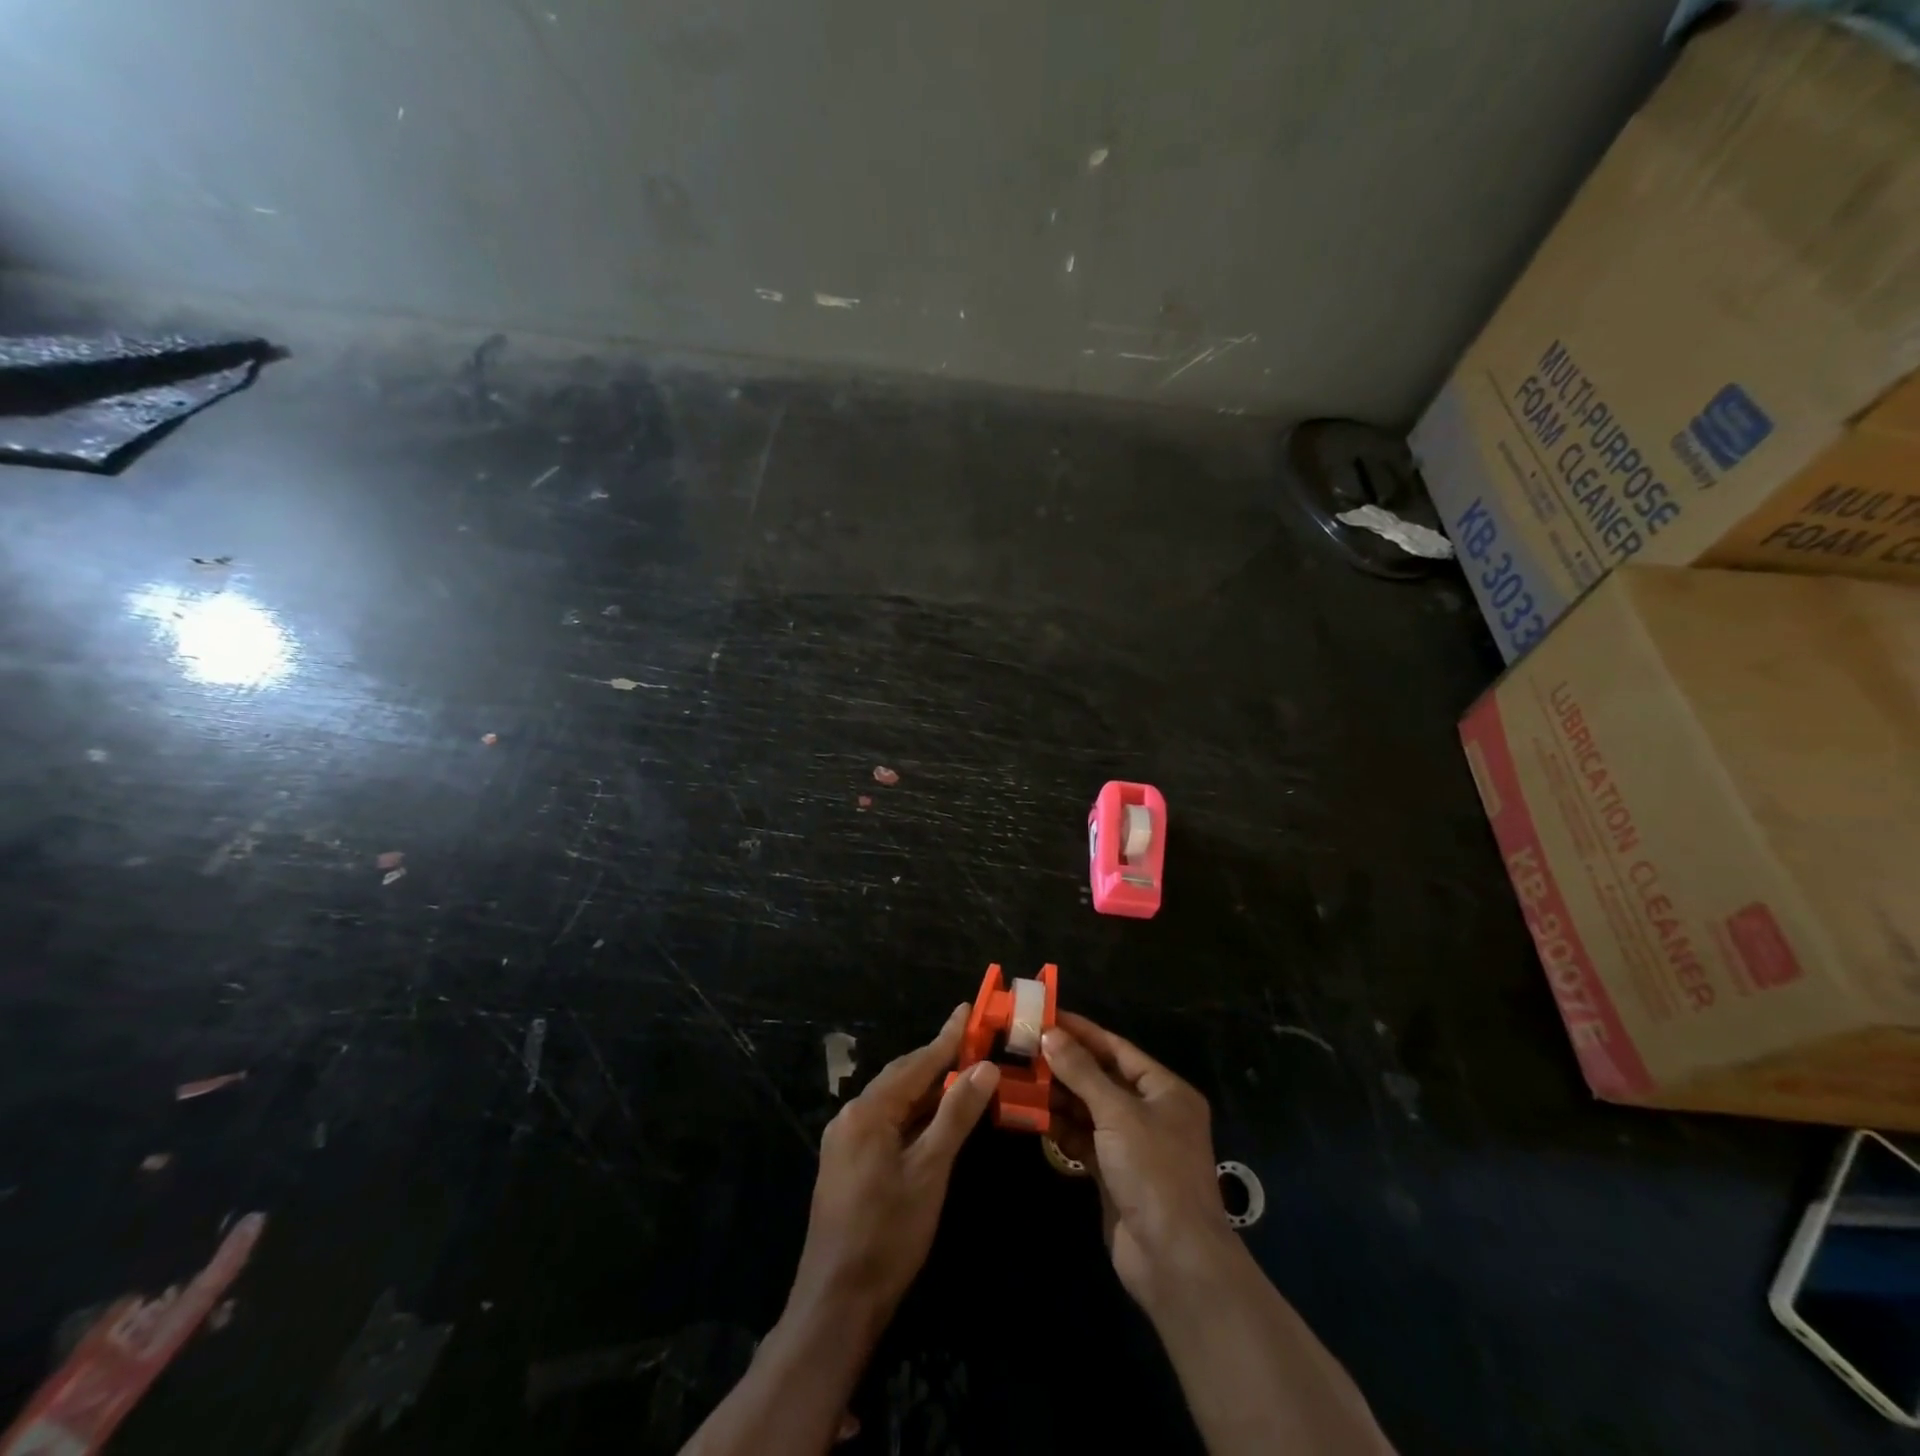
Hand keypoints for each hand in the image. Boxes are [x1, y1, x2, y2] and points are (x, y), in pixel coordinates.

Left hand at [788, 1004, 1000, 1328]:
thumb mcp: (930, 1171)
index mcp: (869, 1110)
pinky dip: (912, 1113)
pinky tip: (931, 1118)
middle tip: (971, 1039)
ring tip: (959, 1072)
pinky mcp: (846, 1163)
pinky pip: (884, 1122)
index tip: (969, 1009)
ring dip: (926, 1087)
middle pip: (902, 1077)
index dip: (947, 1037)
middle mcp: (851, 1115)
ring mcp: (844, 1140)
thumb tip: (985, 1067)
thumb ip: (956, 1114)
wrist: (836, 1303)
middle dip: (937, 1058)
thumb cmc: (889, 1234)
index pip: (917, 1063)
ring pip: (893, 1100)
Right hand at [1043, 1013, 1238, 1307]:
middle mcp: (1150, 1112)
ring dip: (1057, 1096)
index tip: (1044, 1016)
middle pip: (1100, 1078)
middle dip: (1063, 1064)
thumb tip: (1049, 1034)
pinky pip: (1083, 1140)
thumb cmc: (1154, 1172)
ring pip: (1088, 1109)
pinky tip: (1031, 1115)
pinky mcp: (1114, 1174)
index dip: (1081, 1032)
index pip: (1116, 1049)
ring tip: (1018, 1078)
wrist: (1174, 1262)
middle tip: (1021, 1047)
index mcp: (1165, 1090)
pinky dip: (1060, 1128)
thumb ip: (1081, 1072)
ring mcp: (1132, 1145)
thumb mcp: (1118, 1113)